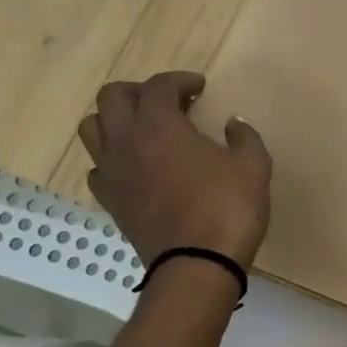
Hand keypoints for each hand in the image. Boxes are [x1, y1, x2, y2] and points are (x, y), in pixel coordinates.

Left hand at [77, 71, 271, 267]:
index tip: (200, 87)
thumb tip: (233, 124)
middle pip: (112, 97)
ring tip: (142, 130)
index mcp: (160, 125)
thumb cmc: (228, 209)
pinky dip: (114, 158)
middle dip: (139, 92)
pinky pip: (99, 167)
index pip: (159, 86)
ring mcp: (112, 171)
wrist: (197, 265)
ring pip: (93, 128)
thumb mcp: (253, 167)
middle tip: (168, 102)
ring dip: (116, 120)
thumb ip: (244, 138)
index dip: (180, 81)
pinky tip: (136, 168)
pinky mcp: (110, 200)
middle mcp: (126, 140)